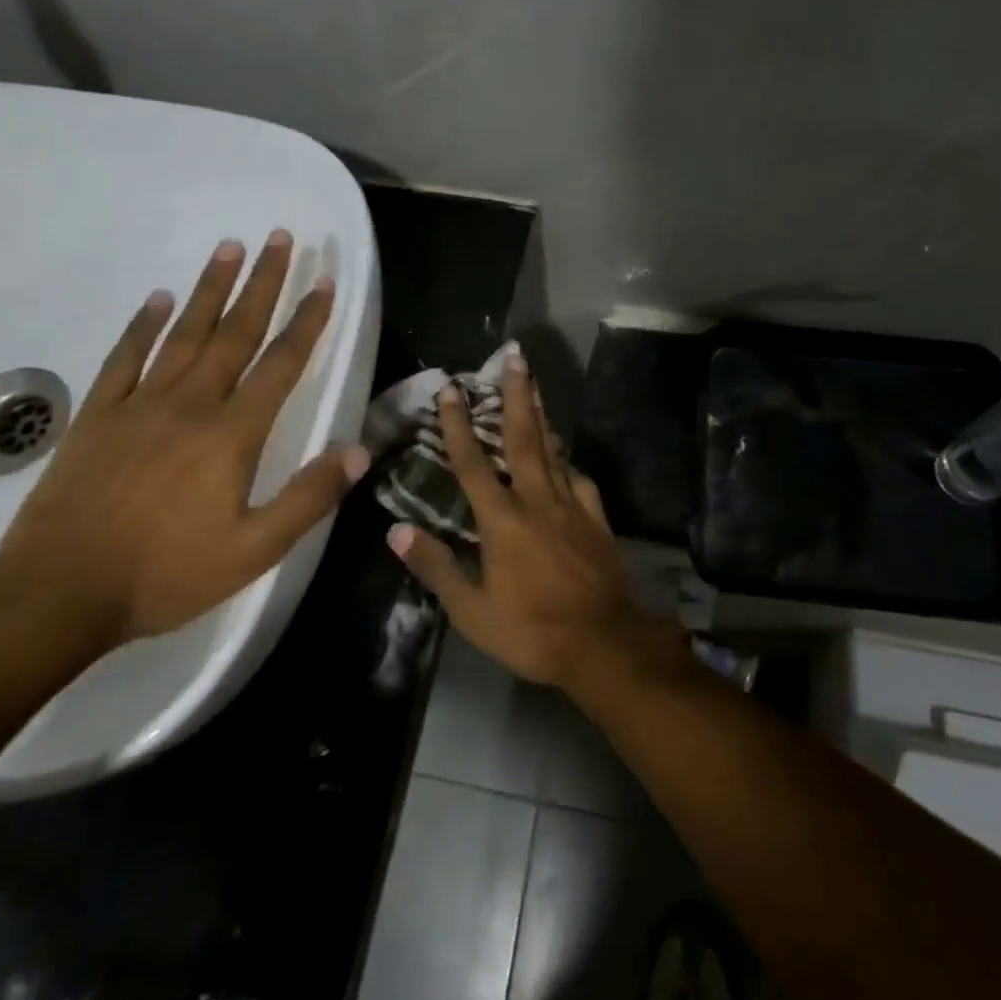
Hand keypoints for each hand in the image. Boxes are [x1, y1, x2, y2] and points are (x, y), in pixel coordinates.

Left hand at [0, 232, 369, 651]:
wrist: (58, 593)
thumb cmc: (166, 574)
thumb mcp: (254, 550)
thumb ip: (309, 497)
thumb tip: (359, 450)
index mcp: (232, 434)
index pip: (281, 363)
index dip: (307, 321)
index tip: (324, 282)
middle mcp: (191, 404)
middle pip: (236, 331)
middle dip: (263, 282)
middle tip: (280, 237)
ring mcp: (140, 404)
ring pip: (184, 333)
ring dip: (210, 288)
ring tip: (230, 247)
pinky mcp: (98, 415)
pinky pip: (125, 358)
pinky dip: (143, 325)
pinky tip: (158, 299)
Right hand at [386, 349, 676, 690]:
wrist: (603, 643)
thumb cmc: (531, 630)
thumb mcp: (472, 610)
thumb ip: (436, 567)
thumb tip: (397, 531)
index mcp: (502, 520)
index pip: (472, 463)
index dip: (458, 425)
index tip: (450, 389)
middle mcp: (536, 500)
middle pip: (523, 438)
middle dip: (516, 395)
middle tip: (515, 357)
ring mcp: (571, 506)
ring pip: (553, 450)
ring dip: (541, 415)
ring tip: (535, 385)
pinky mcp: (595, 519)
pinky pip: (579, 479)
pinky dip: (568, 461)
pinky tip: (564, 456)